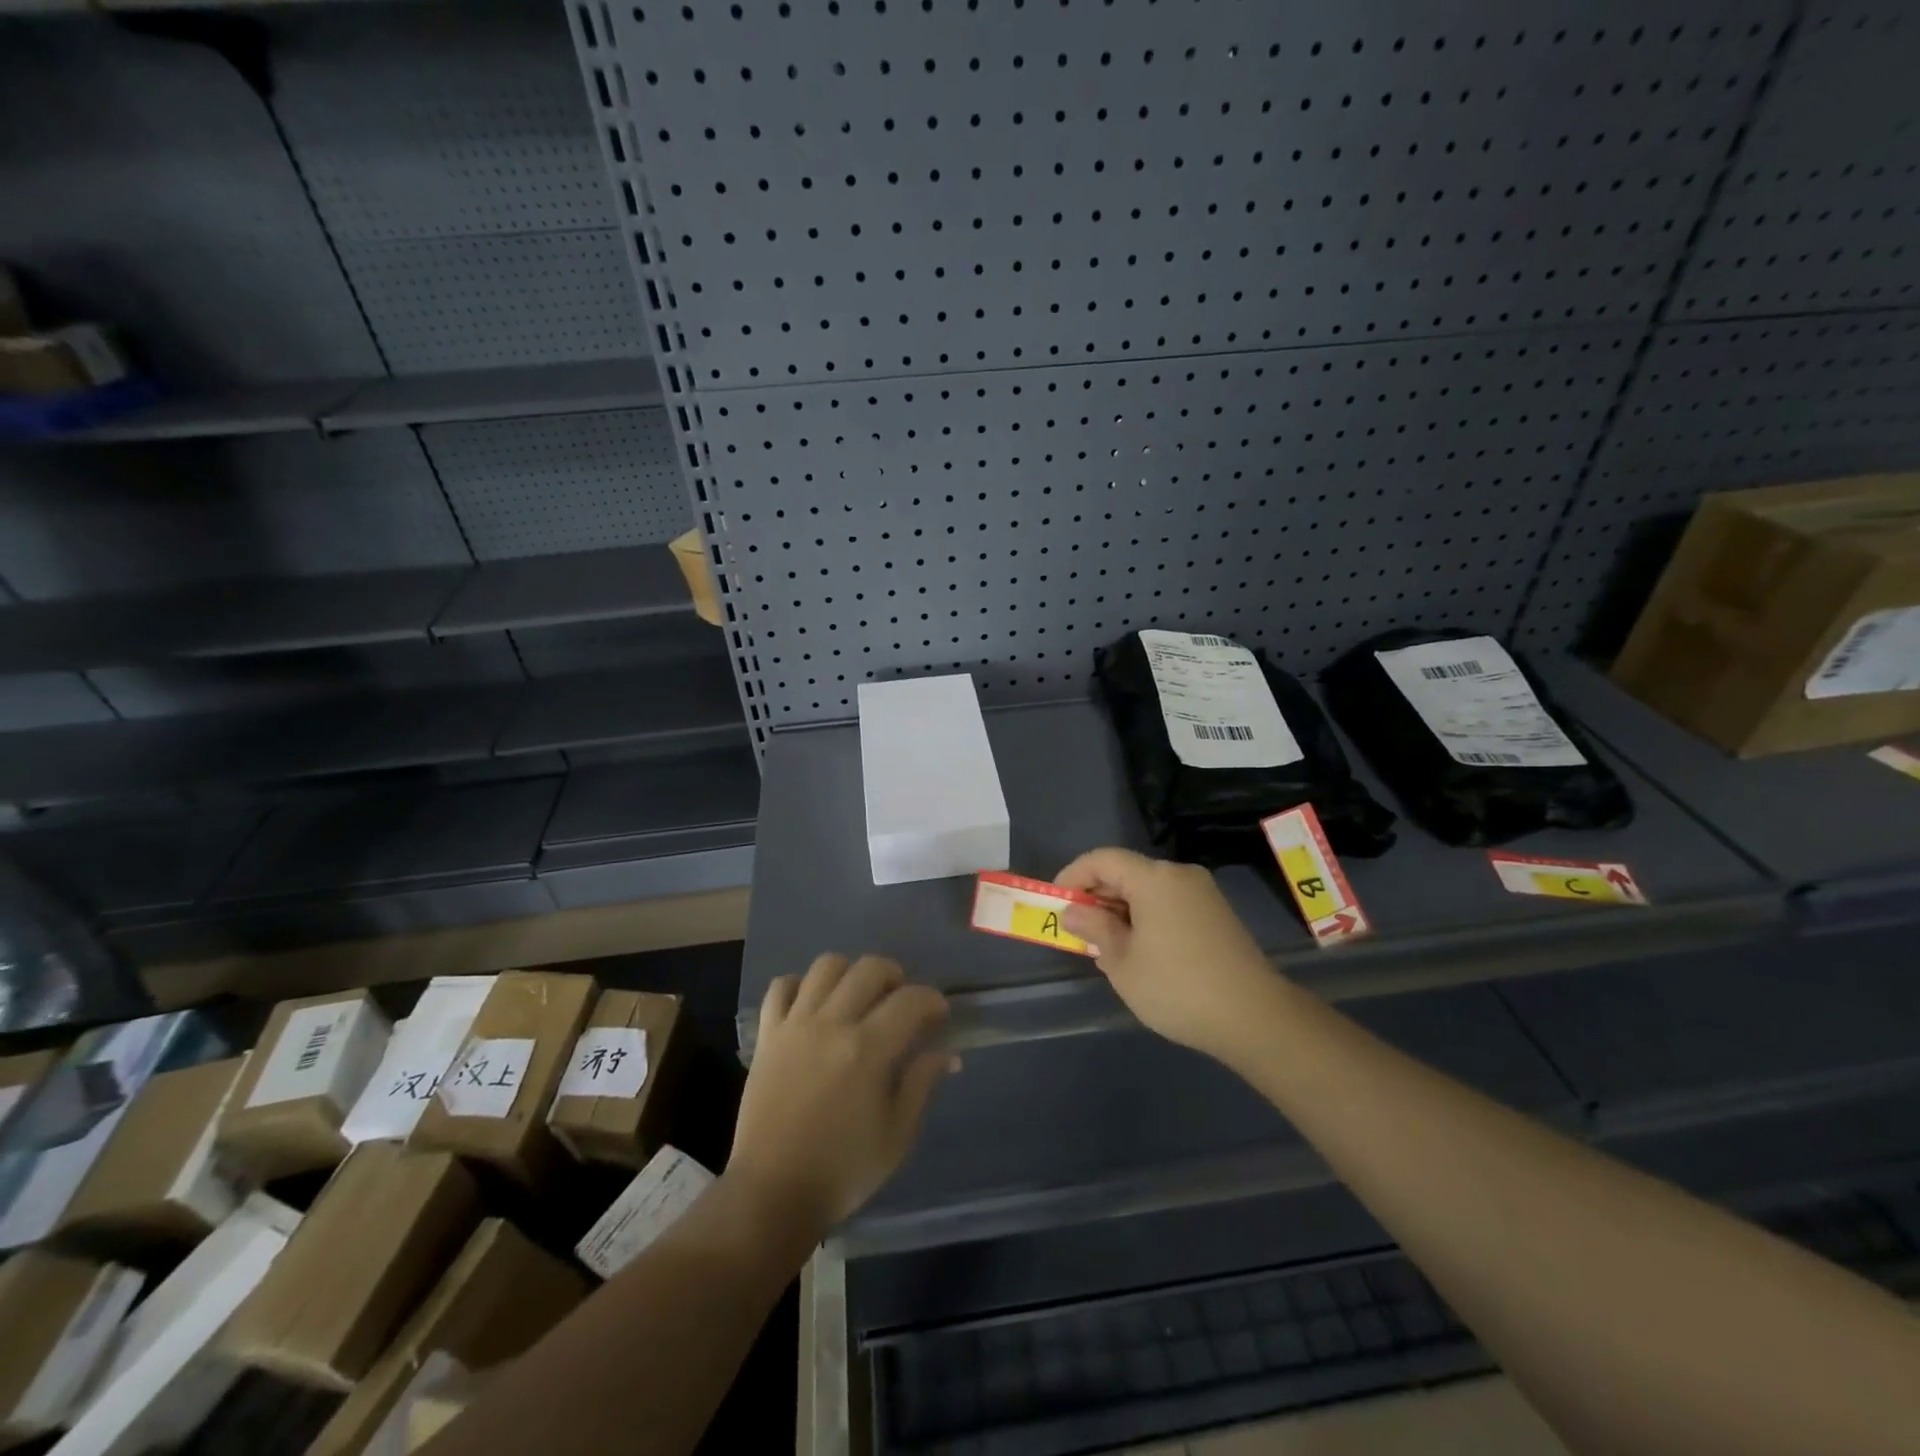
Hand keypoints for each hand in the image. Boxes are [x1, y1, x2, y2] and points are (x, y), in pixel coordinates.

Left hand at [728, 954, 955, 1235]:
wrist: (772, 1194)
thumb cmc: (842, 1171)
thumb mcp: (897, 1136)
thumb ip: (922, 1084)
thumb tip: (947, 1053)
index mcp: (868, 1049)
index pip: (911, 1000)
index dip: (932, 1001)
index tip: (939, 1016)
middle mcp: (832, 1024)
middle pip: (869, 969)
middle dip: (896, 976)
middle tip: (901, 1002)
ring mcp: (795, 1025)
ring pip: (826, 966)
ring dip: (850, 973)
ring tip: (858, 997)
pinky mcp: (767, 1035)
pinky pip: (781, 986)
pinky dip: (800, 985)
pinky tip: (813, 1005)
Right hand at [1057, 847, 1287, 1064]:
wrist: (1254, 1017)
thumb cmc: (1177, 987)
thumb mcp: (1122, 961)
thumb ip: (1094, 928)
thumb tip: (1074, 910)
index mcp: (1154, 878)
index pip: (1102, 859)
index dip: (1073, 876)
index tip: (1055, 903)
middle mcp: (1179, 875)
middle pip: (1126, 872)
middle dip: (1096, 896)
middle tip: (1076, 929)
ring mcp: (1202, 893)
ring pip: (1147, 889)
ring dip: (1120, 909)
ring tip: (1103, 945)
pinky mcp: (1216, 914)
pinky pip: (1168, 903)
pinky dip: (1144, 917)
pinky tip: (1137, 950)